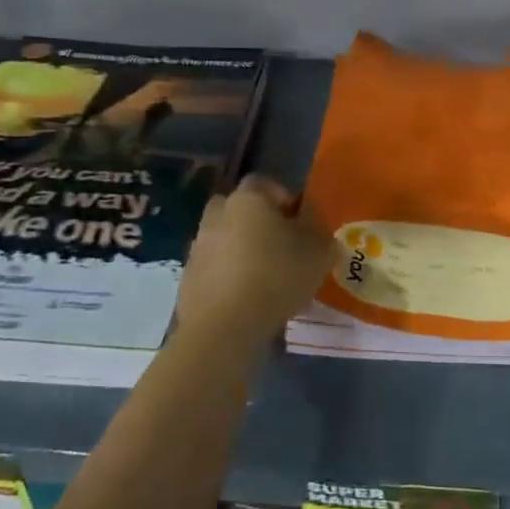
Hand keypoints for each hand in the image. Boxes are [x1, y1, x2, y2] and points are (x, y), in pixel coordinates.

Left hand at [178, 176, 335, 338]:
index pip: (265, 183)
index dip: (285, 199)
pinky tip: (248, 299)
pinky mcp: (188, 277)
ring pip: (226, 238)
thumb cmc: (277, 277)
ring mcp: (198, 246)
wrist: (224, 325)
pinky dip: (229, 276)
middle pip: (240, 209)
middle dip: (258, 222)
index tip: (301, 223)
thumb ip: (321, 233)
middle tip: (281, 247)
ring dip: (243, 250)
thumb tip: (314, 227)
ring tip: (267, 279)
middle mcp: (218, 214)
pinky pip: (215, 268)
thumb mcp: (319, 253)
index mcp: (248, 199)